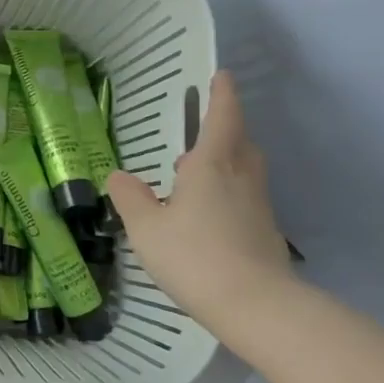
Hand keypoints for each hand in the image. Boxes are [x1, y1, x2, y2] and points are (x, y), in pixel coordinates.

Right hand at [108, 70, 291, 333]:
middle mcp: (240, 178)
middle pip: (240, 142)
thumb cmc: (195, 257)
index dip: (222, 95)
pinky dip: (229, 194)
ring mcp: (258, 206)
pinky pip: (246, 198)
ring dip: (226, 162)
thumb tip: (119, 176)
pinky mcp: (265, 232)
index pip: (222, 118)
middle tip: (202, 131)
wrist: (256, 306)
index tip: (222, 75)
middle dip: (225, 130)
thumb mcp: (146, 228)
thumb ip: (131, 198)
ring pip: (245, 171)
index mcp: (212, 166)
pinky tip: (207, 216)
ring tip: (195, 175)